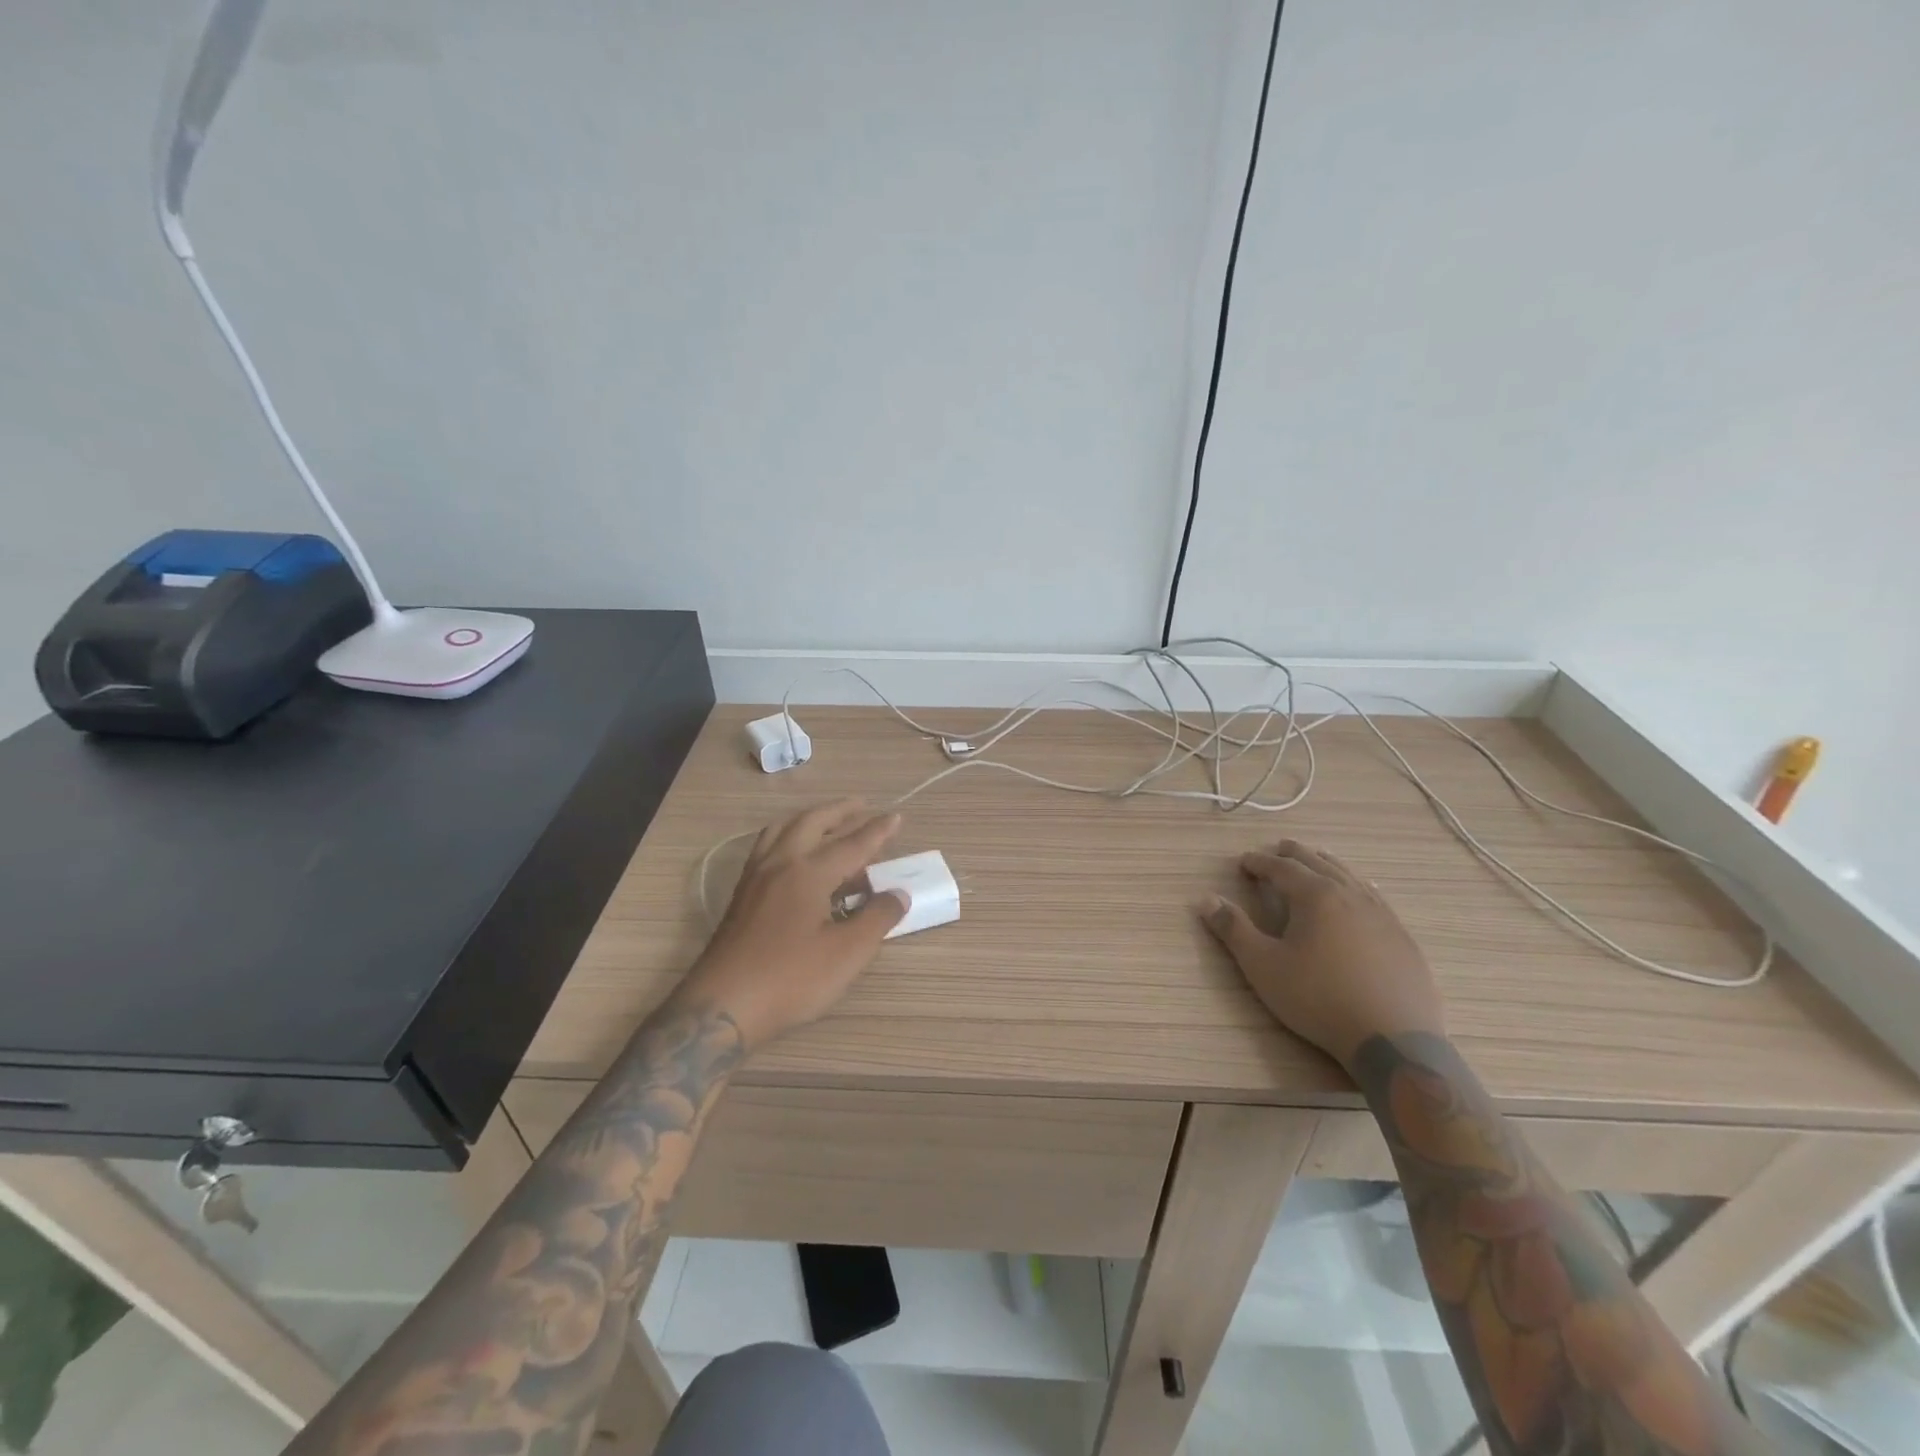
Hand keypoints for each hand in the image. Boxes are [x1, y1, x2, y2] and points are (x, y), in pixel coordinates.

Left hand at [679, 800, 908, 1050]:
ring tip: (828, 821)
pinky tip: (794, 854)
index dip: (878, 831)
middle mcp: (780, 864)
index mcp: (808, 872)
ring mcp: (755, 877)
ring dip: (809, 819)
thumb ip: (877, 919)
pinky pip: (767, 847)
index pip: (852, 844)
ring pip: (783, 830)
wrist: (721, 1007)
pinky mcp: (742, 895)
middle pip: (812, 823)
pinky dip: (788, 835)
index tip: (898, 816)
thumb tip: (899, 894)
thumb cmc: (789, 980)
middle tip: (861, 805)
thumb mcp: (846, 954)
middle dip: (839, 811)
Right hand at [1198, 839, 1444, 1071]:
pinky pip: (1375, 897)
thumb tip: (1207, 900)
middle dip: (1294, 855)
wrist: (1394, 1039)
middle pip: (1318, 863)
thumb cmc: (1318, 999)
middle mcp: (1350, 895)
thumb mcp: (1263, 966)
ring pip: (1350, 876)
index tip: (1244, 861)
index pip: (1281, 869)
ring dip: (1328, 864)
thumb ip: (1234, 930)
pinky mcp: (1402, 937)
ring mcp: (1382, 915)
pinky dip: (1358, 885)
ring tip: (1318, 858)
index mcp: (1315, 896)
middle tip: (1279, 849)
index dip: (1259, 863)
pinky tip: (1363, 892)